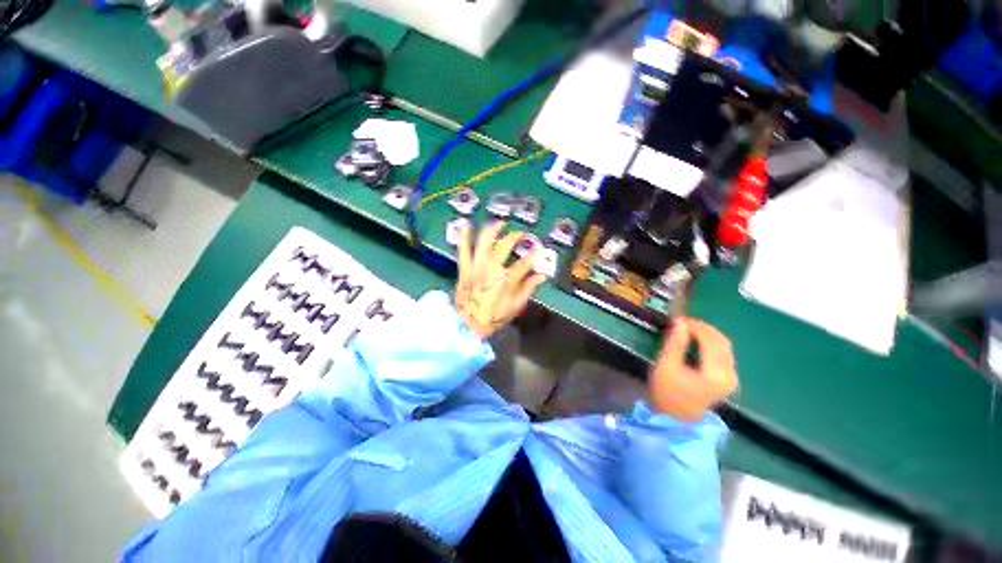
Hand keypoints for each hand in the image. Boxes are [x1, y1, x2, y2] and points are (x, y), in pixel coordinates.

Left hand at [455, 222, 546, 339]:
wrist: (467, 326)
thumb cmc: (493, 317)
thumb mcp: (516, 306)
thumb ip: (529, 288)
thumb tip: (542, 275)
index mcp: (506, 279)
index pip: (525, 262)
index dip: (535, 255)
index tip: (540, 250)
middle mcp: (491, 268)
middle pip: (505, 245)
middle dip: (516, 236)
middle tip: (522, 234)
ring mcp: (476, 266)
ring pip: (484, 242)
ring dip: (493, 230)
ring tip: (500, 223)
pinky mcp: (464, 269)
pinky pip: (463, 250)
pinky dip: (464, 238)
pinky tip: (466, 226)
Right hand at [648, 318, 737, 421]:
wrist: (675, 420)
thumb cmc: (666, 393)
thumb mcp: (666, 366)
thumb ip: (675, 344)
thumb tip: (680, 322)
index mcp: (714, 373)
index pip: (711, 341)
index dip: (696, 326)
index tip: (679, 319)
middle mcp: (729, 375)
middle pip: (722, 342)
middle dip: (703, 328)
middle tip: (683, 322)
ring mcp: (731, 379)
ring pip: (725, 347)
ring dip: (708, 335)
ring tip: (688, 329)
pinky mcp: (728, 381)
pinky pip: (724, 355)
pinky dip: (711, 344)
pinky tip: (697, 341)